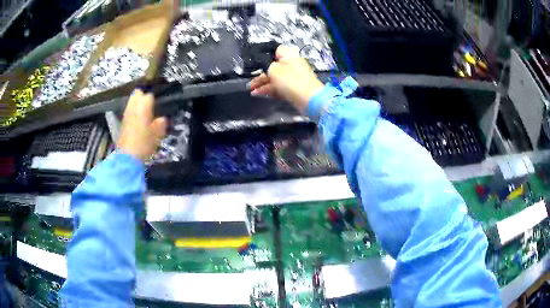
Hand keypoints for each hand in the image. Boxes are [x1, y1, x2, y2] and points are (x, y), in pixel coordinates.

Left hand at [117, 89, 166, 161]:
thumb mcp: (158, 134)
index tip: (159, 106)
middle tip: (150, 104)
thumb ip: (161, 123)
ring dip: (137, 104)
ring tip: (144, 112)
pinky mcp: (122, 122)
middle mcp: (134, 106)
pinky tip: (138, 121)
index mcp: (144, 106)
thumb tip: (161, 119)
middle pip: (137, 93)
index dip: (155, 100)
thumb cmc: (144, 143)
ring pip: (132, 102)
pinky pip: (129, 111)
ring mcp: (126, 113)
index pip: (150, 95)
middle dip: (143, 96)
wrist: (128, 156)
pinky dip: (133, 113)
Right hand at [249, 45, 324, 112]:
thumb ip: (267, 67)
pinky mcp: (294, 89)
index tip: (258, 63)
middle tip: (251, 82)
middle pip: (274, 67)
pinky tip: (259, 94)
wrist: (309, 99)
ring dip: (263, 84)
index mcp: (289, 55)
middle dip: (262, 75)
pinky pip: (279, 87)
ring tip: (251, 91)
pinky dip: (269, 90)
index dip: (267, 55)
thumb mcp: (274, 70)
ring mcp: (294, 78)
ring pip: (276, 79)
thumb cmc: (291, 80)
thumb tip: (268, 69)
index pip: (277, 50)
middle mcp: (292, 65)